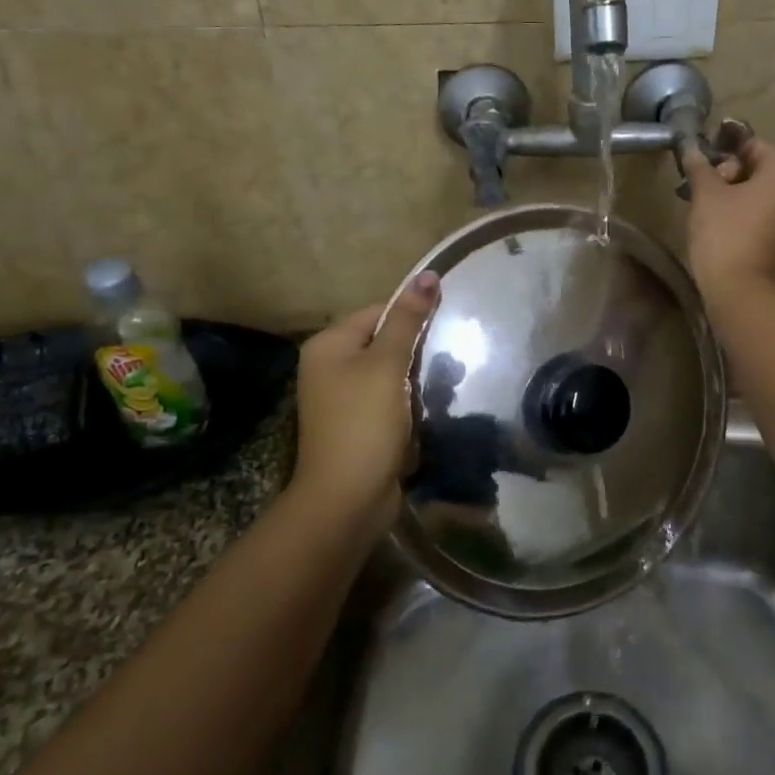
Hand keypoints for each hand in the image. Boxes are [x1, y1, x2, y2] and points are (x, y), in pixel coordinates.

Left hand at [293, 272, 440, 528]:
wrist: (347, 500)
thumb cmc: (364, 423)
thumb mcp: (388, 365)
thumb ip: (408, 320)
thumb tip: (428, 274)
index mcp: (329, 345)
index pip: (379, 311)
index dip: (412, 318)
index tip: (443, 331)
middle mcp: (330, 366)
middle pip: (385, 341)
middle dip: (417, 352)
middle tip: (445, 364)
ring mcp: (342, 398)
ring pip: (392, 372)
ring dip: (417, 380)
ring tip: (440, 390)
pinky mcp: (358, 424)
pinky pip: (389, 399)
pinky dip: (409, 403)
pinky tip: (426, 413)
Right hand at [681, 137, 774, 300]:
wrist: (743, 294)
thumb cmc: (725, 234)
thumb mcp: (706, 195)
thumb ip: (700, 167)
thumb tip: (691, 147)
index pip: (754, 145)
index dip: (725, 148)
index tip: (700, 159)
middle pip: (761, 172)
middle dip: (729, 176)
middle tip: (699, 188)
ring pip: (764, 199)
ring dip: (736, 199)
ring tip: (706, 210)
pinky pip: (767, 223)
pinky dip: (746, 220)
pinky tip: (722, 232)